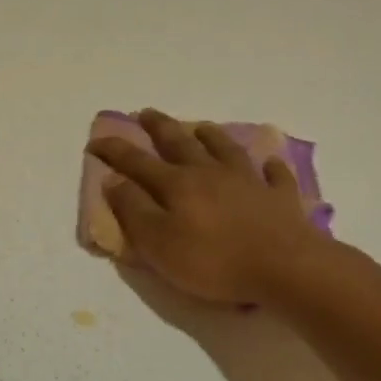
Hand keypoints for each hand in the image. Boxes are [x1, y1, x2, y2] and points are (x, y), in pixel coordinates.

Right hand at [85, 109, 331, 305]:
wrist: (285, 267)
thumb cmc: (213, 260)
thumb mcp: (158, 242)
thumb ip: (133, 209)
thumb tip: (113, 179)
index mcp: (176, 185)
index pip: (136, 161)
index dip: (114, 150)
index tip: (95, 141)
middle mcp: (210, 173)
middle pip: (181, 143)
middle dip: (160, 127)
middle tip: (146, 113)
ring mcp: (248, 181)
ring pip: (225, 149)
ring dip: (210, 136)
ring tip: (202, 127)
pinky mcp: (279, 197)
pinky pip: (274, 175)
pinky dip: (269, 167)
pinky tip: (268, 163)